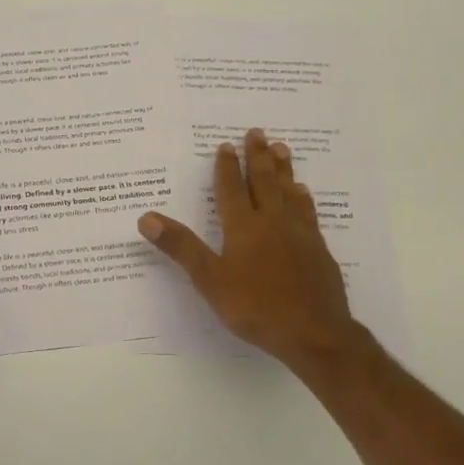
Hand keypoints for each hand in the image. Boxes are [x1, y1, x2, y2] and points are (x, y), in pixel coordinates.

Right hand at [138, 129, 371, 373]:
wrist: (313, 332)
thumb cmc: (255, 306)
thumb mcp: (209, 279)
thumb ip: (180, 247)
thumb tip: (146, 217)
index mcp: (243, 227)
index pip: (231, 190)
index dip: (226, 167)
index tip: (226, 145)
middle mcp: (272, 222)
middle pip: (264, 182)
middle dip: (258, 156)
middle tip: (257, 132)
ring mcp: (299, 234)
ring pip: (289, 192)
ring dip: (283, 169)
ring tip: (281, 148)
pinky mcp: (318, 250)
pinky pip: (308, 212)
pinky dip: (302, 197)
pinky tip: (303, 193)